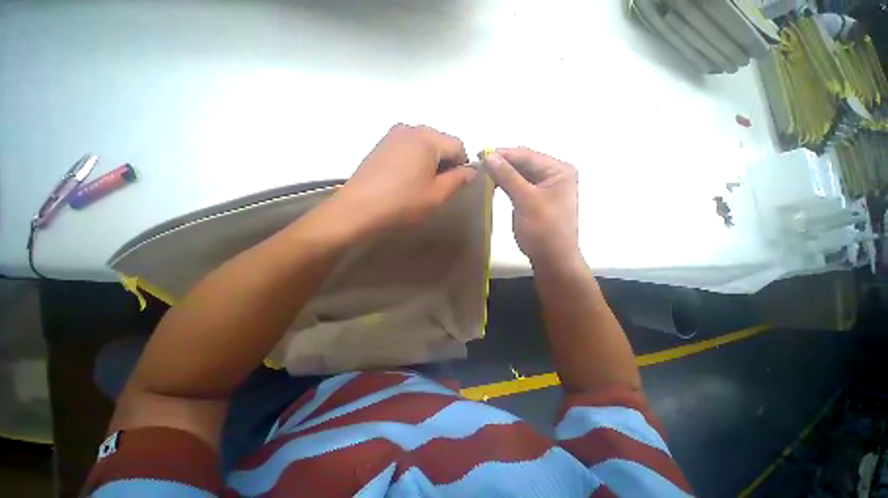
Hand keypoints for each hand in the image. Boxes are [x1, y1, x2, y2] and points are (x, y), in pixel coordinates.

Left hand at [325, 124, 475, 238]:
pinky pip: (406, 148)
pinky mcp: (380, 145)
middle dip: (445, 162)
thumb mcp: (437, 195)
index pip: (458, 145)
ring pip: (423, 144)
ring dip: (429, 161)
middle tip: (439, 186)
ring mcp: (392, 135)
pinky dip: (413, 160)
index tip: (456, 184)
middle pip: (440, 142)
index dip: (463, 165)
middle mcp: (410, 128)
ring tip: (421, 184)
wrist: (358, 210)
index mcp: (428, 137)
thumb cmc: (403, 203)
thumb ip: (458, 179)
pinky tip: (405, 179)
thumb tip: (472, 171)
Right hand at [482, 147, 579, 264]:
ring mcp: (545, 186)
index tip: (479, 154)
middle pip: (524, 162)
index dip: (502, 153)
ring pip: (520, 173)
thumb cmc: (543, 229)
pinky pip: (519, 185)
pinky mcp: (536, 198)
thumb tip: (488, 155)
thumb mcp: (526, 200)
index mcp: (558, 170)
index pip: (526, 155)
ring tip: (483, 172)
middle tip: (478, 163)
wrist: (551, 258)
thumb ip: (508, 176)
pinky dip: (506, 183)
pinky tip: (493, 184)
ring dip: (502, 173)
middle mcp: (554, 174)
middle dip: (501, 163)